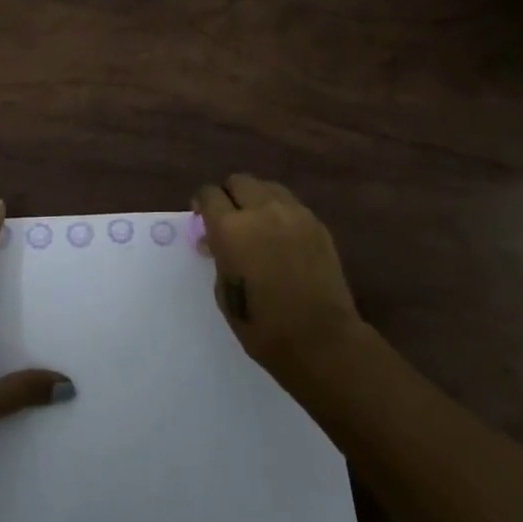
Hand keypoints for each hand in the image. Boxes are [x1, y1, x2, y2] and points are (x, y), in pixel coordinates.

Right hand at [194, 175, 365, 385]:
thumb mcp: (225, 292)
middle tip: (229, 219)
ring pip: (267, 187)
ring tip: (257, 223)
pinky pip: (291, 204)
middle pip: (239, 181)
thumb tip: (215, 241)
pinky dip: (279, 212)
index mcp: (231, 229)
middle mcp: (261, 211)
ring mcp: (293, 214)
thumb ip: (219, 256)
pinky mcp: (317, 224)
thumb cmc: (262, 326)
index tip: (202, 217)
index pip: (209, 194)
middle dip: (229, 195)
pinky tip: (281, 237)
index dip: (202, 203)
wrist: (320, 340)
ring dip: (256, 199)